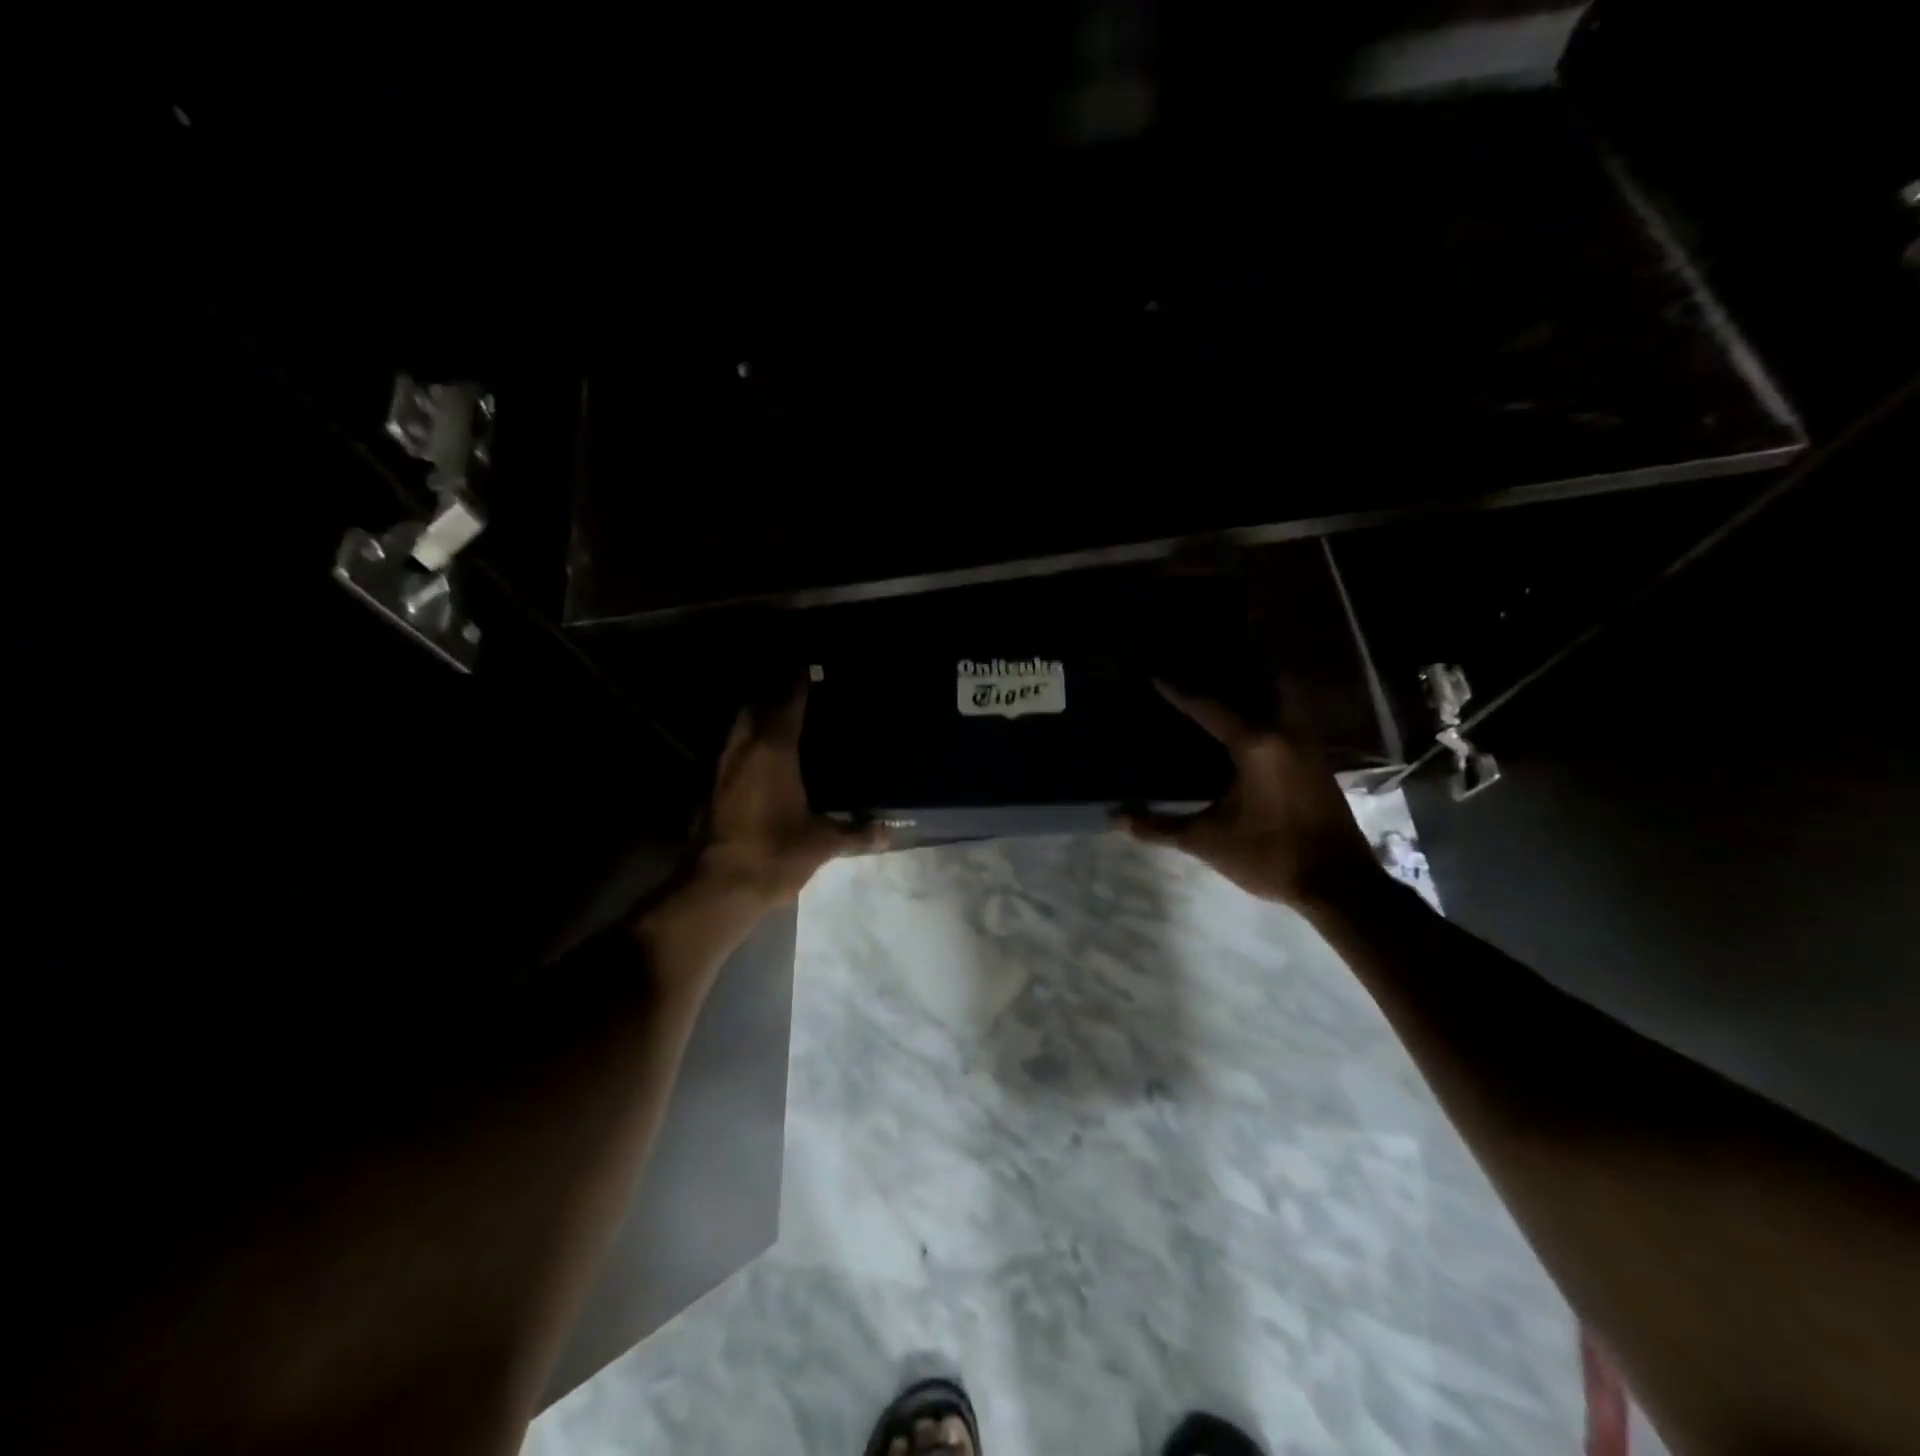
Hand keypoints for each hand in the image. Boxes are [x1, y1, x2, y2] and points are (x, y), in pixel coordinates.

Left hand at [691, 680, 883, 908]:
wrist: (718, 888)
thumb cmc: (774, 853)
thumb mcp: (822, 843)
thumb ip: (856, 832)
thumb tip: (890, 830)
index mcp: (773, 751)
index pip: (787, 702)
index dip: (797, 681)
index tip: (808, 666)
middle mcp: (742, 750)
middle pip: (752, 706)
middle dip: (770, 694)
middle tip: (792, 692)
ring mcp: (720, 769)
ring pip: (736, 730)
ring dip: (753, 719)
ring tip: (777, 722)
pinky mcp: (708, 791)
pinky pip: (728, 755)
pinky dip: (744, 748)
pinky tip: (758, 764)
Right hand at [1120, 681, 1380, 909]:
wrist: (1338, 883)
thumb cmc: (1269, 854)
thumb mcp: (1206, 841)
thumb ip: (1160, 826)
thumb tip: (1115, 818)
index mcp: (1257, 744)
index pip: (1211, 708)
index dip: (1181, 692)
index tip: (1158, 676)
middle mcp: (1286, 733)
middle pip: (1265, 685)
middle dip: (1237, 673)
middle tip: (1207, 669)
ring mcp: (1309, 746)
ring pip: (1284, 701)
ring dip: (1259, 691)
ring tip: (1231, 689)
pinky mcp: (1319, 763)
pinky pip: (1292, 721)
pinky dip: (1272, 713)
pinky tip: (1255, 728)